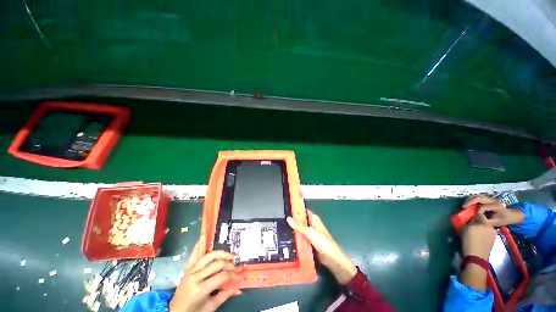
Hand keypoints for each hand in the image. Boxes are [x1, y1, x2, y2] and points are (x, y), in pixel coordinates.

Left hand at [169, 242, 241, 311]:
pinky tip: (204, 237)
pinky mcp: (187, 268)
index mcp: (200, 289)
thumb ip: (225, 295)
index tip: (241, 276)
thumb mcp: (210, 307)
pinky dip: (199, 246)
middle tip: (237, 266)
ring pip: (209, 256)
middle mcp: (195, 276)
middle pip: (217, 264)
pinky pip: (194, 255)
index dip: (233, 275)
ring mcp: (190, 271)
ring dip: (221, 253)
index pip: (222, 276)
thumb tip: (240, 288)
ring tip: (230, 255)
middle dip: (230, 264)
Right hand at [287, 210, 356, 284]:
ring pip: (299, 230)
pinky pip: (300, 239)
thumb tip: (288, 218)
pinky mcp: (309, 243)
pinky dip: (295, 239)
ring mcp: (310, 234)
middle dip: (291, 221)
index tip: (284, 209)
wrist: (333, 260)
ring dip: (293, 230)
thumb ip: (299, 226)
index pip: (302, 211)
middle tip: (279, 221)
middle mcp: (311, 225)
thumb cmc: (323, 243)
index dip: (294, 210)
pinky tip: (287, 239)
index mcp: (313, 219)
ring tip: (280, 229)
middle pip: (300, 221)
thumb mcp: (310, 233)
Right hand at [461, 213, 496, 259]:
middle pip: (484, 220)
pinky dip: (483, 233)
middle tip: (470, 225)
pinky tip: (478, 238)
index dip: (473, 215)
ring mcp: (493, 234)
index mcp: (484, 223)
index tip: (468, 217)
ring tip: (474, 232)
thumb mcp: (466, 229)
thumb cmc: (469, 241)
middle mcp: (491, 227)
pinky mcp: (493, 240)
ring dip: (480, 228)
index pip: (479, 214)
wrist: (476, 257)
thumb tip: (471, 220)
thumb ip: (470, 222)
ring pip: (486, 227)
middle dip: (477, 222)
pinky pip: (487, 233)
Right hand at [464, 195, 523, 226]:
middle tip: (463, 207)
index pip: (484, 207)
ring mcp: (490, 198)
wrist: (511, 215)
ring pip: (477, 196)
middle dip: (470, 202)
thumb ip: (486, 221)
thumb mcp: (496, 222)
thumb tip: (476, 219)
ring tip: (465, 205)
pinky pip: (478, 197)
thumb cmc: (503, 219)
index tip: (473, 216)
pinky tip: (469, 203)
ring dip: (470, 199)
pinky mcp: (487, 198)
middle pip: (479, 198)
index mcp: (496, 206)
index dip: (477, 211)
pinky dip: (472, 199)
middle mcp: (492, 200)